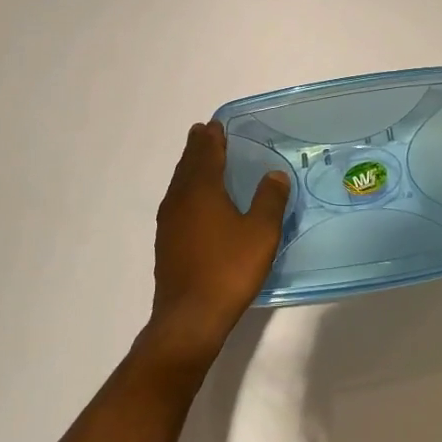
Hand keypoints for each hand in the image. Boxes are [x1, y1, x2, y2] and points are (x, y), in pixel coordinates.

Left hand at [143, 121, 290, 372]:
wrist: (190, 317)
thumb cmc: (229, 269)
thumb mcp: (261, 232)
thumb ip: (269, 200)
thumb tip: (274, 175)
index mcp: (202, 190)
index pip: (206, 154)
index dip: (212, 138)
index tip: (214, 125)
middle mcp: (180, 199)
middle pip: (188, 165)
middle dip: (197, 148)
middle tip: (204, 133)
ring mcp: (169, 222)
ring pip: (179, 184)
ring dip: (190, 168)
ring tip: (199, 161)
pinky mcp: (167, 242)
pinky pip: (177, 203)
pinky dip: (186, 190)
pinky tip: (194, 203)